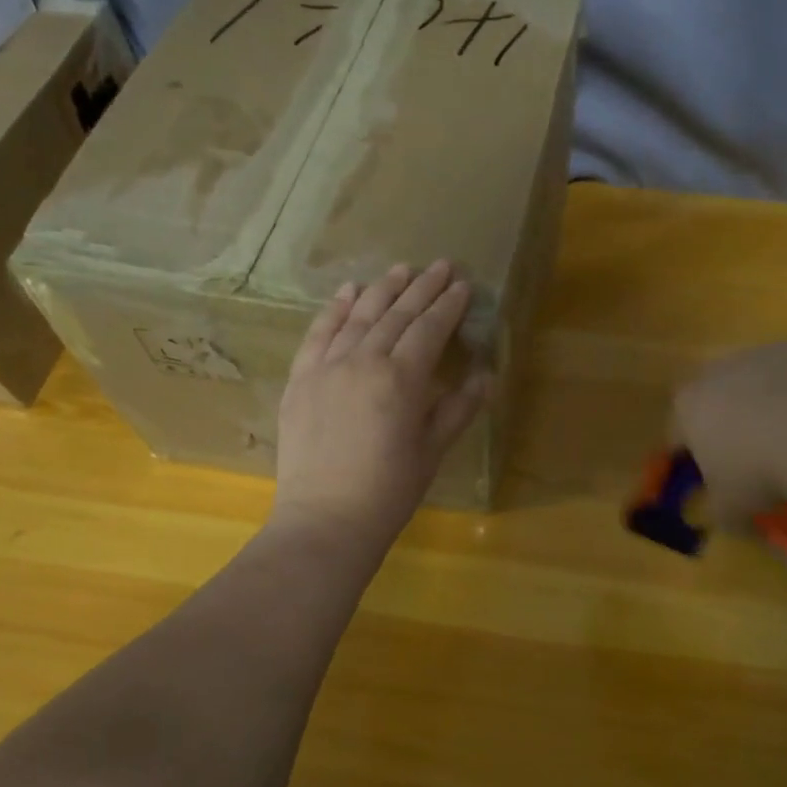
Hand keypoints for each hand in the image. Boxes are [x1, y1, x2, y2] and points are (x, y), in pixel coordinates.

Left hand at [273, 261, 492, 548]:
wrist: (325, 520)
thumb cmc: (389, 492)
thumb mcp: (432, 451)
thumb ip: (458, 408)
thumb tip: (486, 374)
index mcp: (401, 379)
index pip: (429, 329)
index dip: (448, 306)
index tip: (462, 284)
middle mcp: (363, 361)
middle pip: (396, 314)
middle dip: (421, 288)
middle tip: (440, 265)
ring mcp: (326, 367)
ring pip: (358, 316)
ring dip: (382, 290)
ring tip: (400, 269)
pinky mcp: (300, 379)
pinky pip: (318, 334)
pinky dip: (334, 310)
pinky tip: (347, 291)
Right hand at [673, 337, 786, 530]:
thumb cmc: (760, 473)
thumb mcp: (729, 508)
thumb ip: (717, 510)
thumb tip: (720, 514)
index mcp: (688, 406)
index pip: (677, 433)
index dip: (692, 458)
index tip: (711, 479)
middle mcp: (719, 370)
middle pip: (718, 398)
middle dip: (731, 423)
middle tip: (756, 457)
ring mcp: (765, 352)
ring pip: (762, 380)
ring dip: (772, 402)